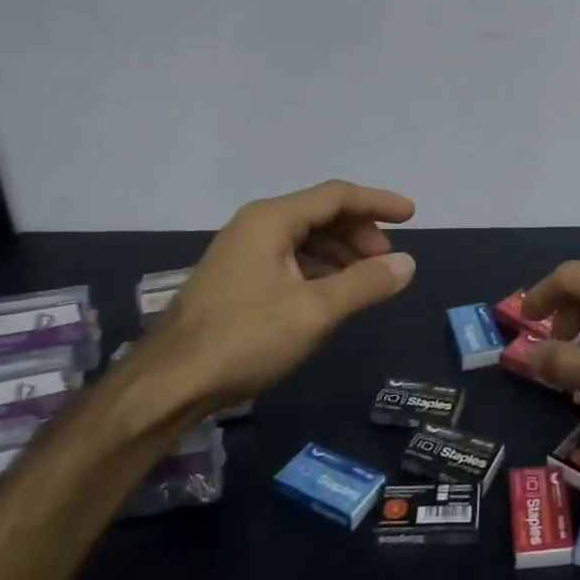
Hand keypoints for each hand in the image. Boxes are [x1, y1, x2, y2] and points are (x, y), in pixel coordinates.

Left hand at [135, 180, 415, 420]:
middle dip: (361, 232)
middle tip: (388, 262)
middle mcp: (256, 226)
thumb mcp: (314, 311)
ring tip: (367, 280)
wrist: (168, 383)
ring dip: (342, 253)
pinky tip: (333, 294)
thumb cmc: (244, 338)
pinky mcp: (238, 278)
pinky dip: (320, 269)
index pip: (337, 196)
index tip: (412, 217)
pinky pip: (291, 259)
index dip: (378, 203)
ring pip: (306, 238)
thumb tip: (407, 263)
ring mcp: (243, 252)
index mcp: (272, 220)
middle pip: (321, 214)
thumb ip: (365, 283)